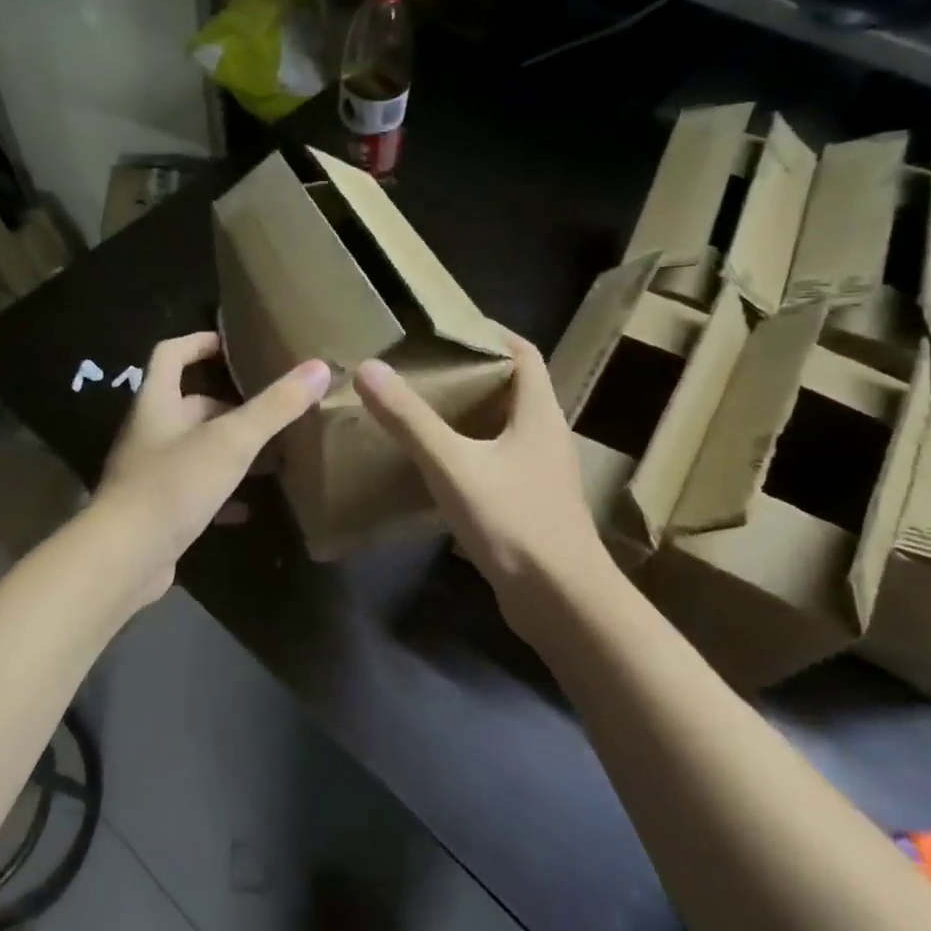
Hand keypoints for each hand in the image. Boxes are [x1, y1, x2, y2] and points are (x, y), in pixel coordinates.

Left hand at [97, 332, 329, 604]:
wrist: (125, 557)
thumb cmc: (174, 485)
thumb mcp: (231, 441)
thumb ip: (274, 406)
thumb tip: (319, 368)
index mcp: (156, 403)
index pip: (171, 354)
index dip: (199, 342)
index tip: (234, 345)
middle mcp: (149, 432)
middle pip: (188, 404)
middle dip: (228, 403)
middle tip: (270, 407)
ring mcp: (150, 473)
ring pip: (195, 447)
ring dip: (229, 447)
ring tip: (272, 452)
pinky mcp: (158, 509)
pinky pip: (195, 489)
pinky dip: (223, 491)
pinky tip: (251, 505)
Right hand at [354, 332, 614, 610]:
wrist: (561, 600)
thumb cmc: (513, 522)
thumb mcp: (453, 465)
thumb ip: (410, 420)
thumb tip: (368, 369)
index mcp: (539, 413)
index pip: (523, 354)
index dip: (492, 334)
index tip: (449, 329)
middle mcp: (547, 436)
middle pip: (514, 389)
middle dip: (473, 374)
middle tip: (425, 368)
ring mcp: (542, 474)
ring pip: (506, 428)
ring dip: (472, 415)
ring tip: (425, 410)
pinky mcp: (532, 505)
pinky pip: (500, 463)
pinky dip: (472, 452)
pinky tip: (440, 466)